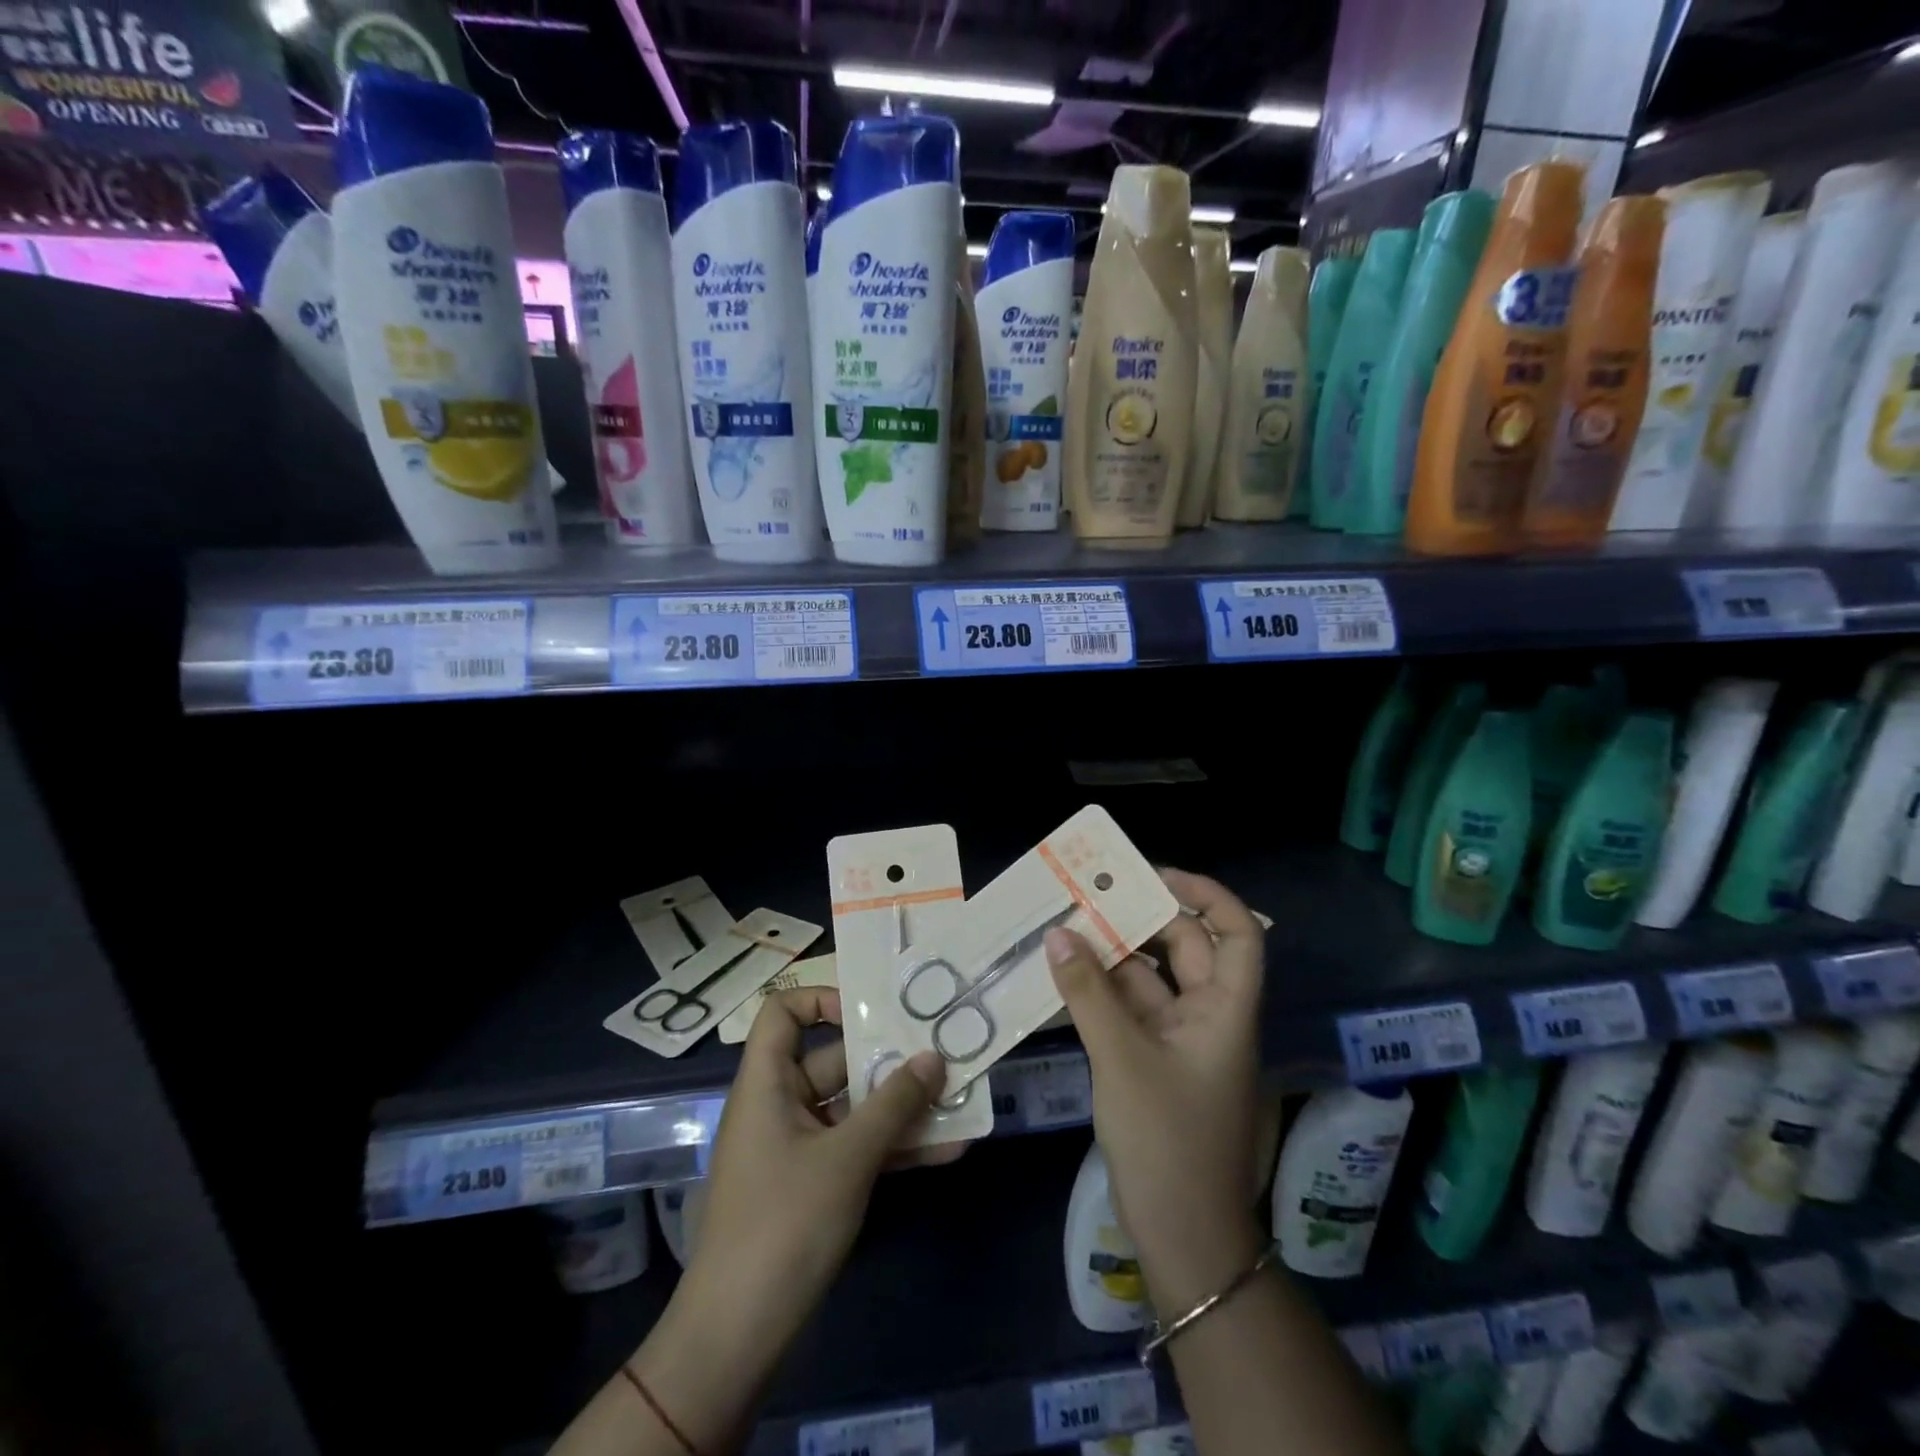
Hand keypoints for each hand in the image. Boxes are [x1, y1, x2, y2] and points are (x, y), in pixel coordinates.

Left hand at [679, 989, 947, 1359]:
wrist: (736, 1338)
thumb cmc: (784, 1224)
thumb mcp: (847, 1158)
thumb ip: (894, 1104)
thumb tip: (934, 1057)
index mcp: (768, 1083)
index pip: (783, 1013)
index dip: (823, 1000)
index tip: (873, 1012)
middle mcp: (781, 1105)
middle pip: (835, 1062)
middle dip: (890, 1061)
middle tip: (943, 1053)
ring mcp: (798, 1148)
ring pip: (855, 1109)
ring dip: (903, 1108)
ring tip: (960, 1100)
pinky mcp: (814, 1185)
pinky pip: (857, 1149)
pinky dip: (894, 1147)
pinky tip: (948, 1150)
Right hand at [1045, 868, 1265, 1312]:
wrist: (1183, 1238)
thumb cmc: (1168, 1141)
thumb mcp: (1122, 1059)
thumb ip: (1088, 993)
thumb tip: (1057, 934)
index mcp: (1226, 1011)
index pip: (1237, 935)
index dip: (1206, 896)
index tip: (1155, 875)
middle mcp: (1209, 1017)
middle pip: (1187, 950)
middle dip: (1143, 919)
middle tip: (1092, 894)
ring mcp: (1181, 1041)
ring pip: (1152, 980)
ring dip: (1114, 956)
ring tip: (1068, 925)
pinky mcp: (1155, 1063)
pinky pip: (1131, 1011)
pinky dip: (1103, 991)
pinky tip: (1066, 975)